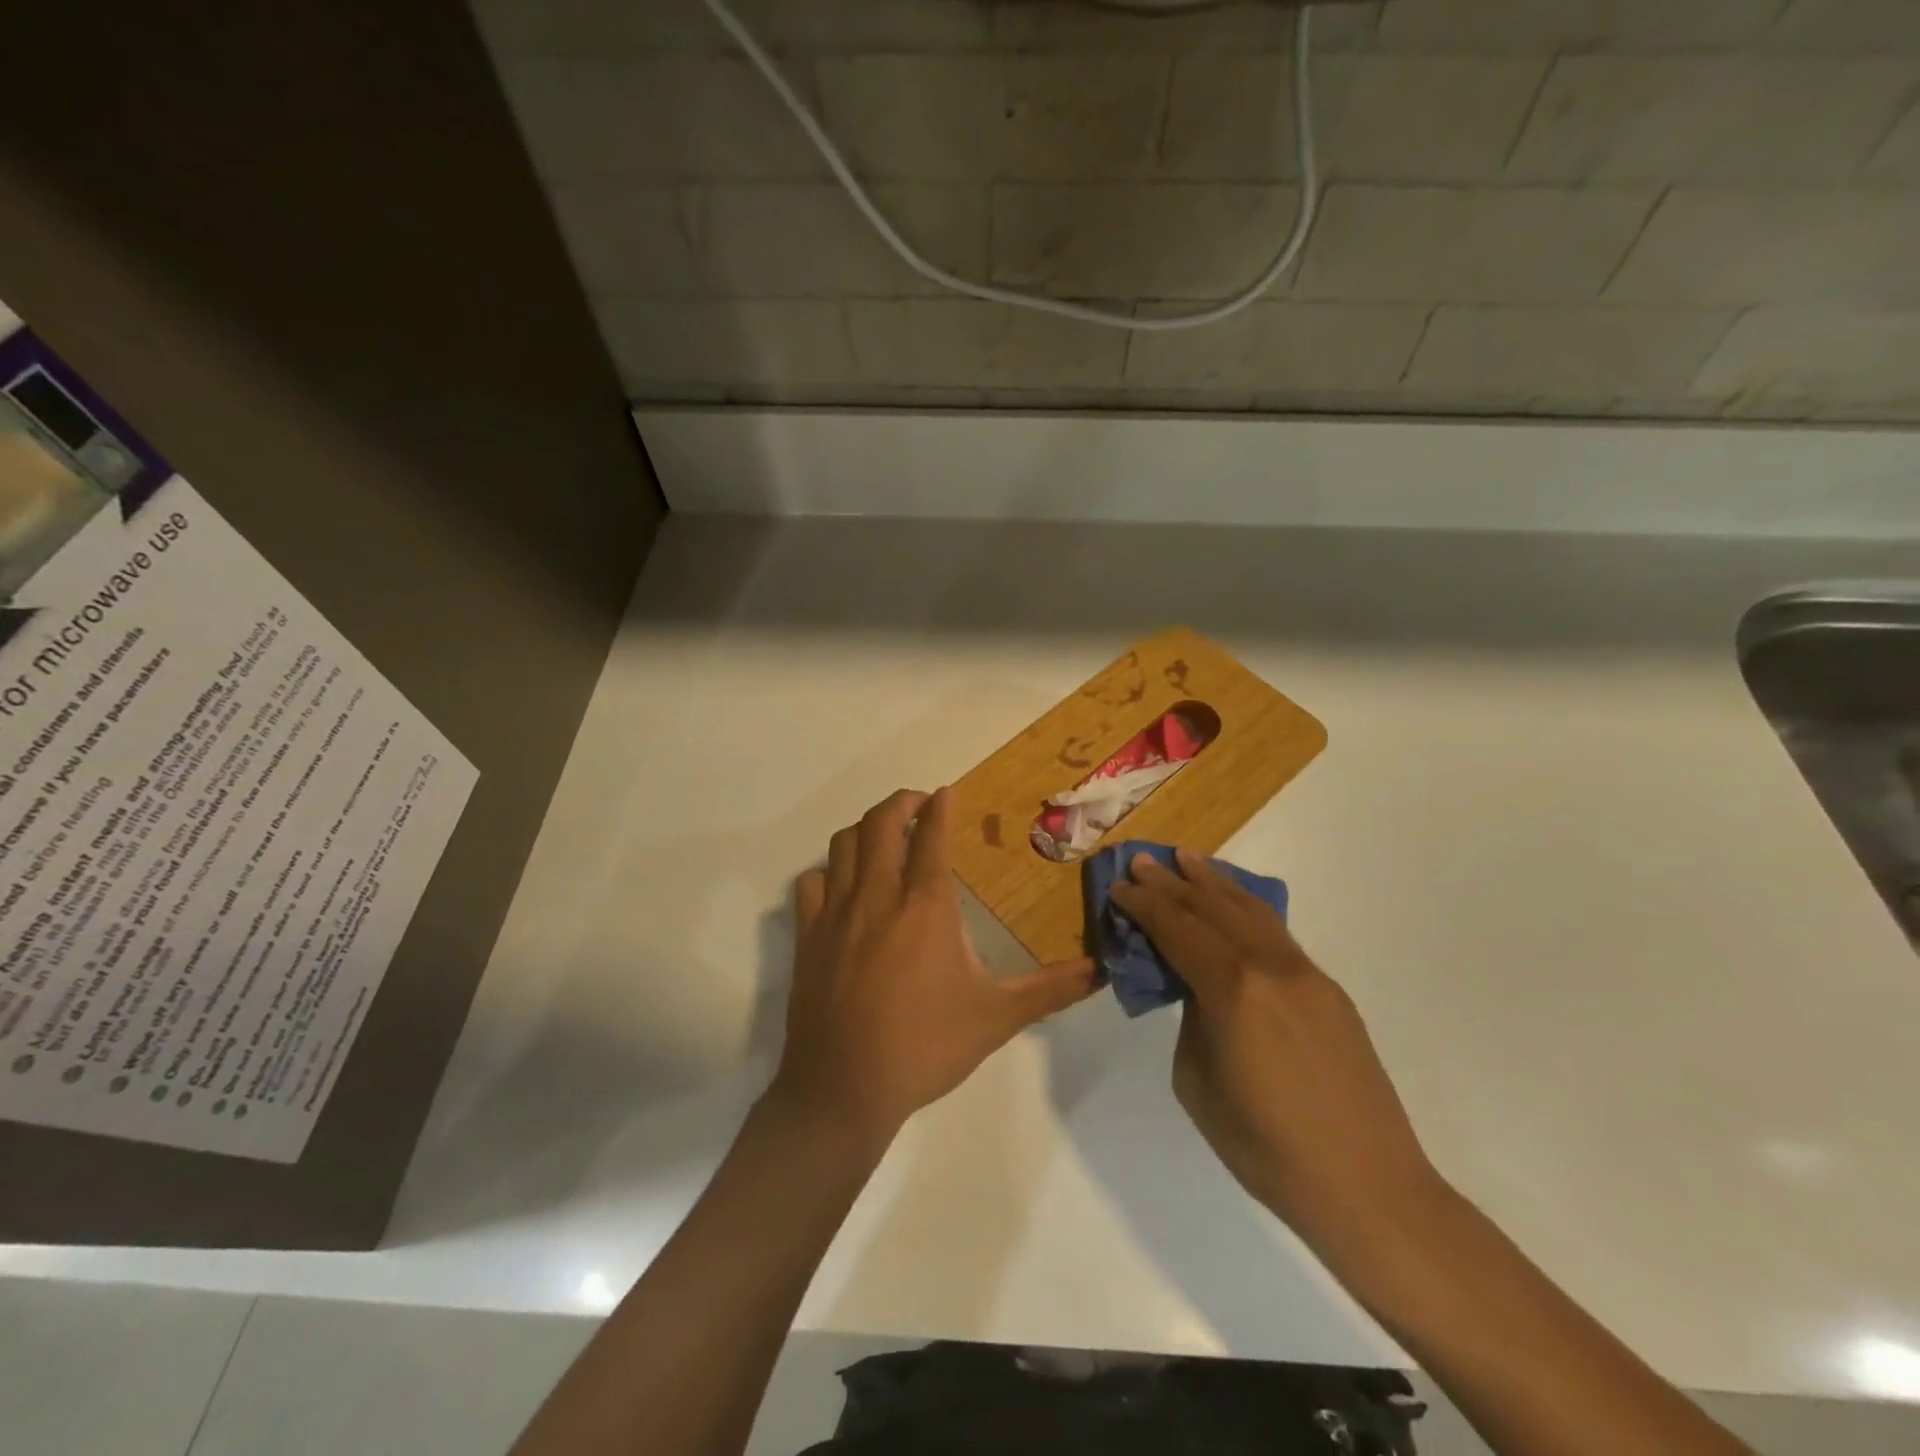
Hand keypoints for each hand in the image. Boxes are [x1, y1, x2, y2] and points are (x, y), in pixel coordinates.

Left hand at [771, 787, 1097, 1148]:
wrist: (845, 1087)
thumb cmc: (926, 1046)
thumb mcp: (997, 1016)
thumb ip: (1050, 989)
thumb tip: (1101, 971)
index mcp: (925, 905)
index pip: (931, 836)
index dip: (940, 808)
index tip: (946, 793)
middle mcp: (878, 895)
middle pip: (881, 822)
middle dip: (901, 803)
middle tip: (918, 806)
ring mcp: (836, 913)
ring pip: (843, 844)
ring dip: (865, 829)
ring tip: (884, 836)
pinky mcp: (807, 937)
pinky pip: (811, 883)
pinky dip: (827, 872)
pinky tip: (841, 886)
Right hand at [1110, 848, 1440, 1242]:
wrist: (1367, 1187)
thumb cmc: (1266, 1148)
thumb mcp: (1197, 1082)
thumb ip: (1193, 1020)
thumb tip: (1198, 990)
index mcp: (1233, 990)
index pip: (1178, 930)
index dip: (1144, 905)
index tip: (1119, 886)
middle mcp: (1271, 967)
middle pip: (1212, 909)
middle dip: (1172, 882)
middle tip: (1142, 861)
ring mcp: (1307, 975)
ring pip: (1251, 911)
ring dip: (1214, 882)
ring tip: (1187, 859)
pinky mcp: (1329, 991)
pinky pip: (1277, 934)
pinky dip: (1247, 908)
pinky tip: (1234, 903)